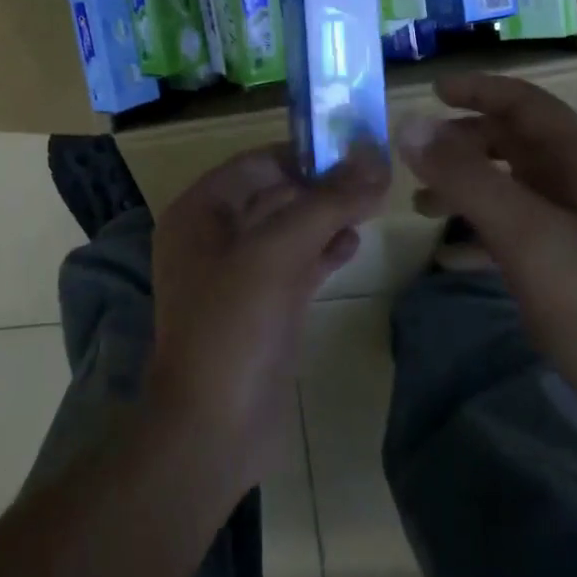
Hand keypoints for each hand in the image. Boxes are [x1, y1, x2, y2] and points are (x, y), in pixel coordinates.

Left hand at [146, 144, 389, 495]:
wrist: (213, 429)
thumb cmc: (234, 325)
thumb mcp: (278, 252)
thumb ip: (328, 202)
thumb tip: (376, 158)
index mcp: (201, 212)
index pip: (258, 162)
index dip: (305, 152)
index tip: (355, 148)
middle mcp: (215, 236)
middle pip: (276, 193)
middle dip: (323, 186)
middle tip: (375, 177)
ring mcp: (239, 274)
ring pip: (290, 229)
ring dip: (328, 216)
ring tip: (372, 207)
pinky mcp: (263, 306)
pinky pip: (296, 264)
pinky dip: (324, 251)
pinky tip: (355, 244)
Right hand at [396, 73, 576, 437]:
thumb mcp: (523, 232)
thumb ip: (465, 176)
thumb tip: (410, 126)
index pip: (524, 102)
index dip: (477, 90)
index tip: (430, 91)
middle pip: (513, 140)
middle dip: (463, 143)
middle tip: (416, 158)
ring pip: (510, 182)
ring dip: (466, 185)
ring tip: (421, 206)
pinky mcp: (569, 257)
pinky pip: (514, 224)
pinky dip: (480, 228)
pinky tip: (447, 254)